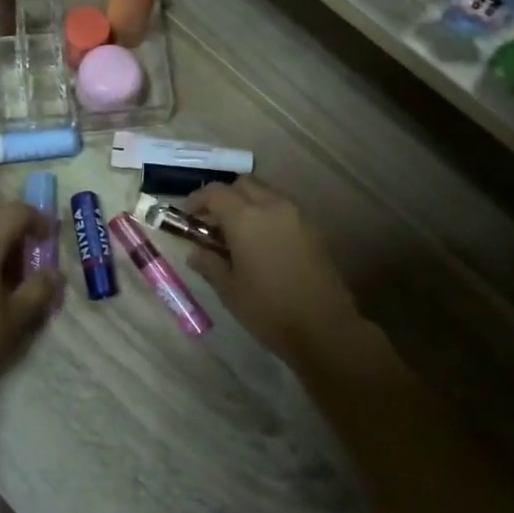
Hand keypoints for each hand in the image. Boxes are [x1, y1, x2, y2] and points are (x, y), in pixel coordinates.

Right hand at [186, 179, 361, 363]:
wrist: (325, 328)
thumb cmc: (268, 309)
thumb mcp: (229, 290)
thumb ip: (209, 264)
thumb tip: (196, 253)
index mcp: (246, 218)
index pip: (215, 192)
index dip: (197, 200)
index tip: (188, 216)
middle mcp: (272, 206)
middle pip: (243, 184)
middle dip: (225, 197)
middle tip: (213, 223)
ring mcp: (297, 216)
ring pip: (266, 194)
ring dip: (248, 204)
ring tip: (237, 235)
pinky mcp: (313, 230)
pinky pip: (283, 210)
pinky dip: (267, 216)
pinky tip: (262, 245)